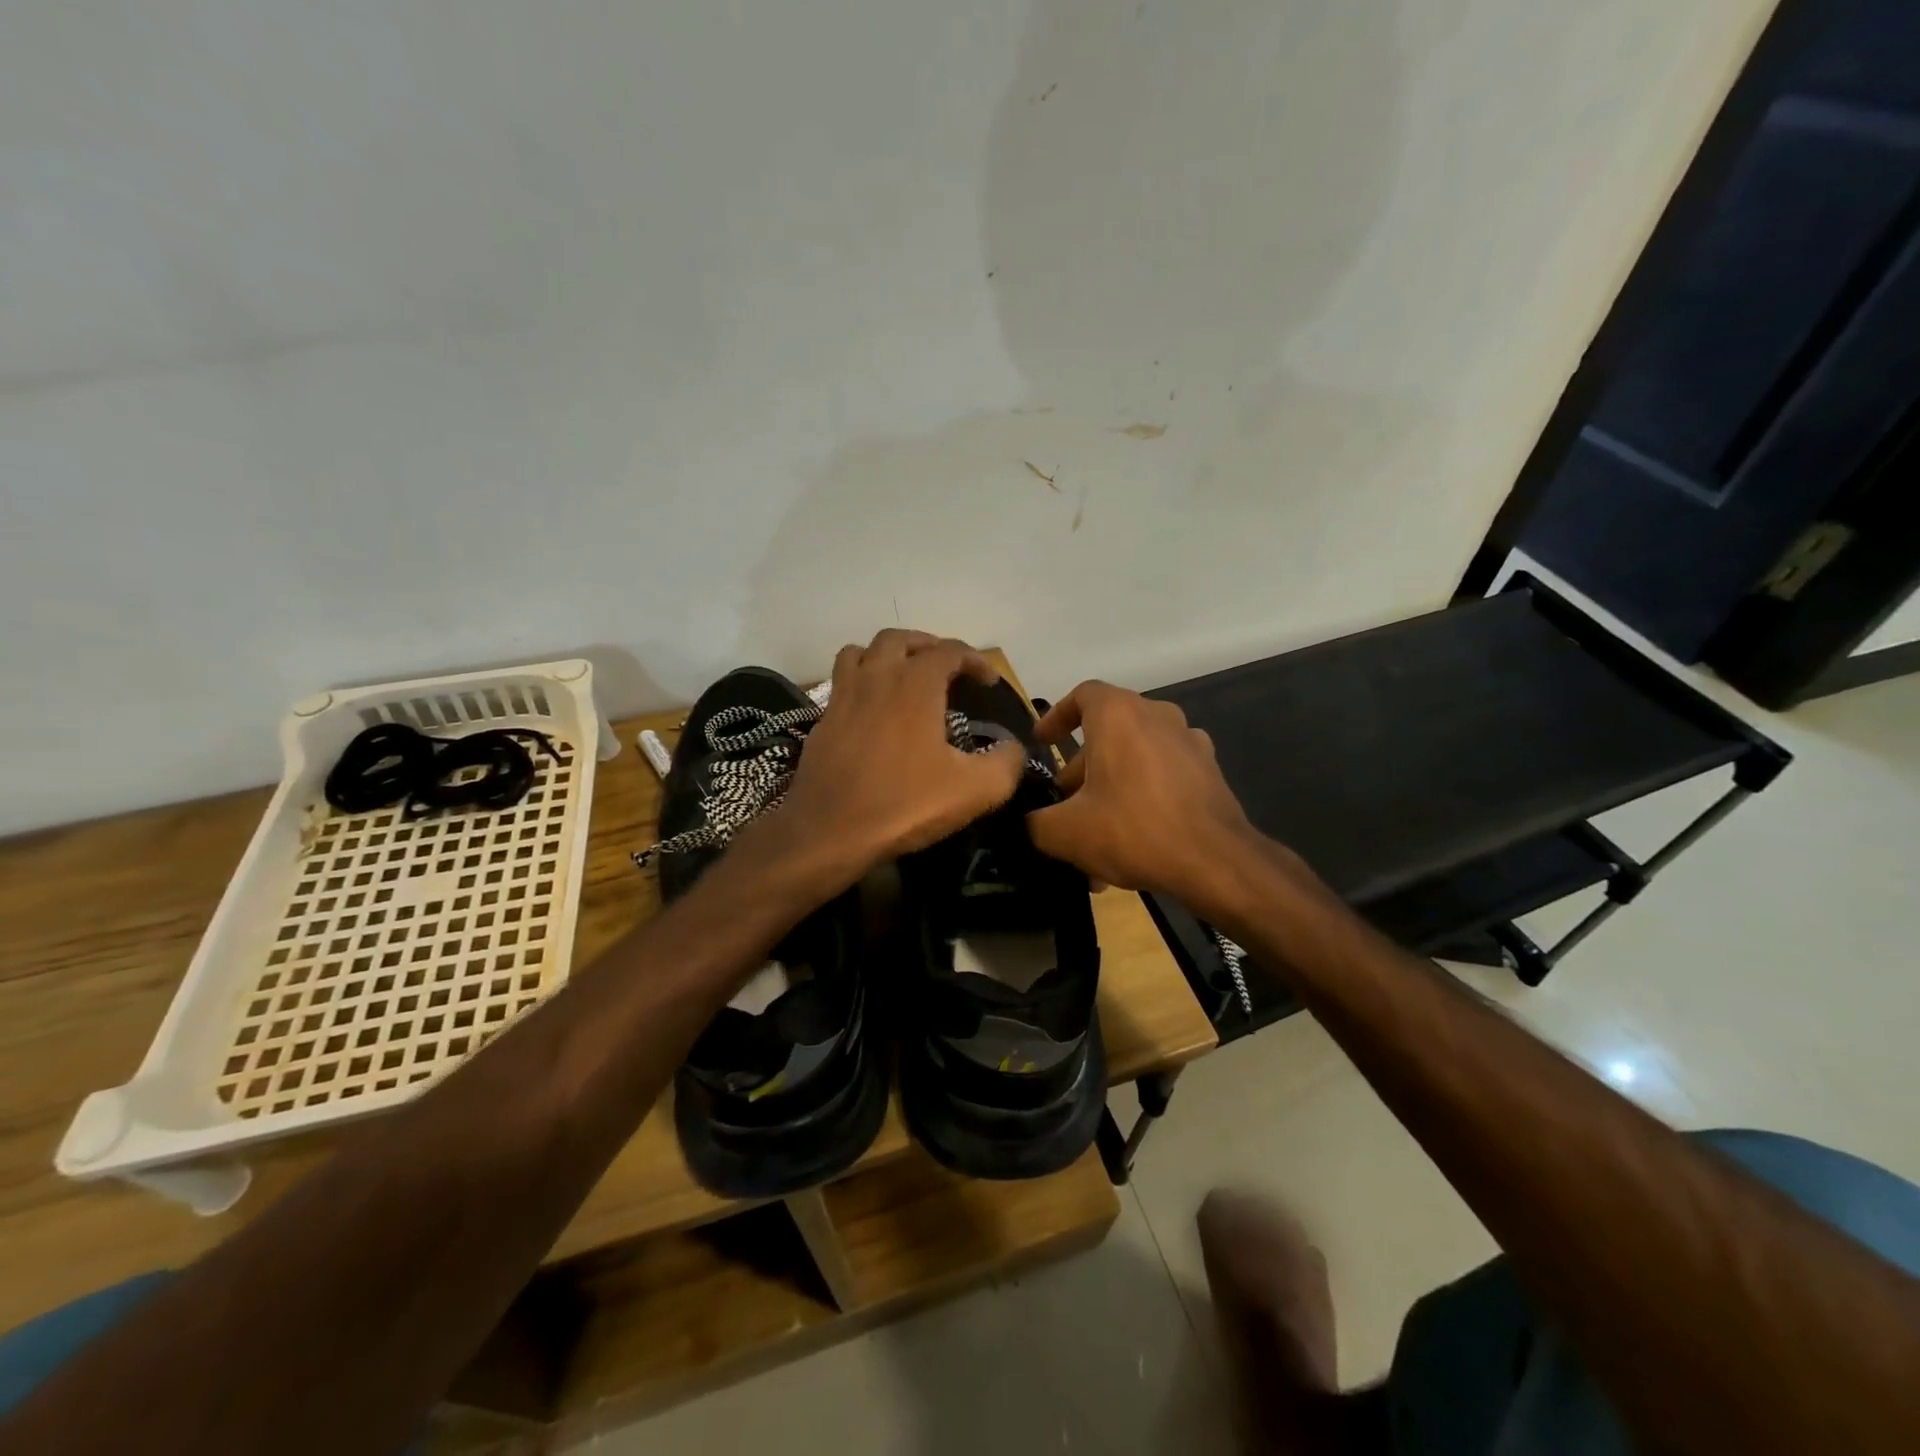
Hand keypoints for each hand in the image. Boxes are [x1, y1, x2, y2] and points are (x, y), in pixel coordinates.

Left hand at [776, 630, 1026, 877]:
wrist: (829, 831)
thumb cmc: (904, 803)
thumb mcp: (974, 790)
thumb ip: (1006, 764)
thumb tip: (1013, 749)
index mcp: (915, 684)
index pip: (950, 650)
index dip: (975, 661)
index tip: (989, 684)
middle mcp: (877, 677)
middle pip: (899, 639)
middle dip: (928, 646)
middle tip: (946, 668)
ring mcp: (843, 696)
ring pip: (861, 652)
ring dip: (886, 655)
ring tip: (903, 676)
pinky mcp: (822, 721)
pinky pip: (841, 683)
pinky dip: (861, 683)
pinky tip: (872, 712)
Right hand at [1027, 681, 1278, 914]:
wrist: (1215, 861)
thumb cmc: (1133, 829)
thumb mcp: (1065, 832)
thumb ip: (1034, 822)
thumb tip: (1028, 822)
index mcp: (1119, 715)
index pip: (1082, 695)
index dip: (1056, 716)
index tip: (1043, 743)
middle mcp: (1156, 716)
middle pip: (1107, 732)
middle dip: (1081, 768)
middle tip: (1064, 804)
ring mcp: (1188, 742)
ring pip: (1134, 758)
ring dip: (1109, 787)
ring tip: (1094, 833)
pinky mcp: (1208, 772)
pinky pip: (1162, 776)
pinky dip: (1141, 796)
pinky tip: (1132, 839)